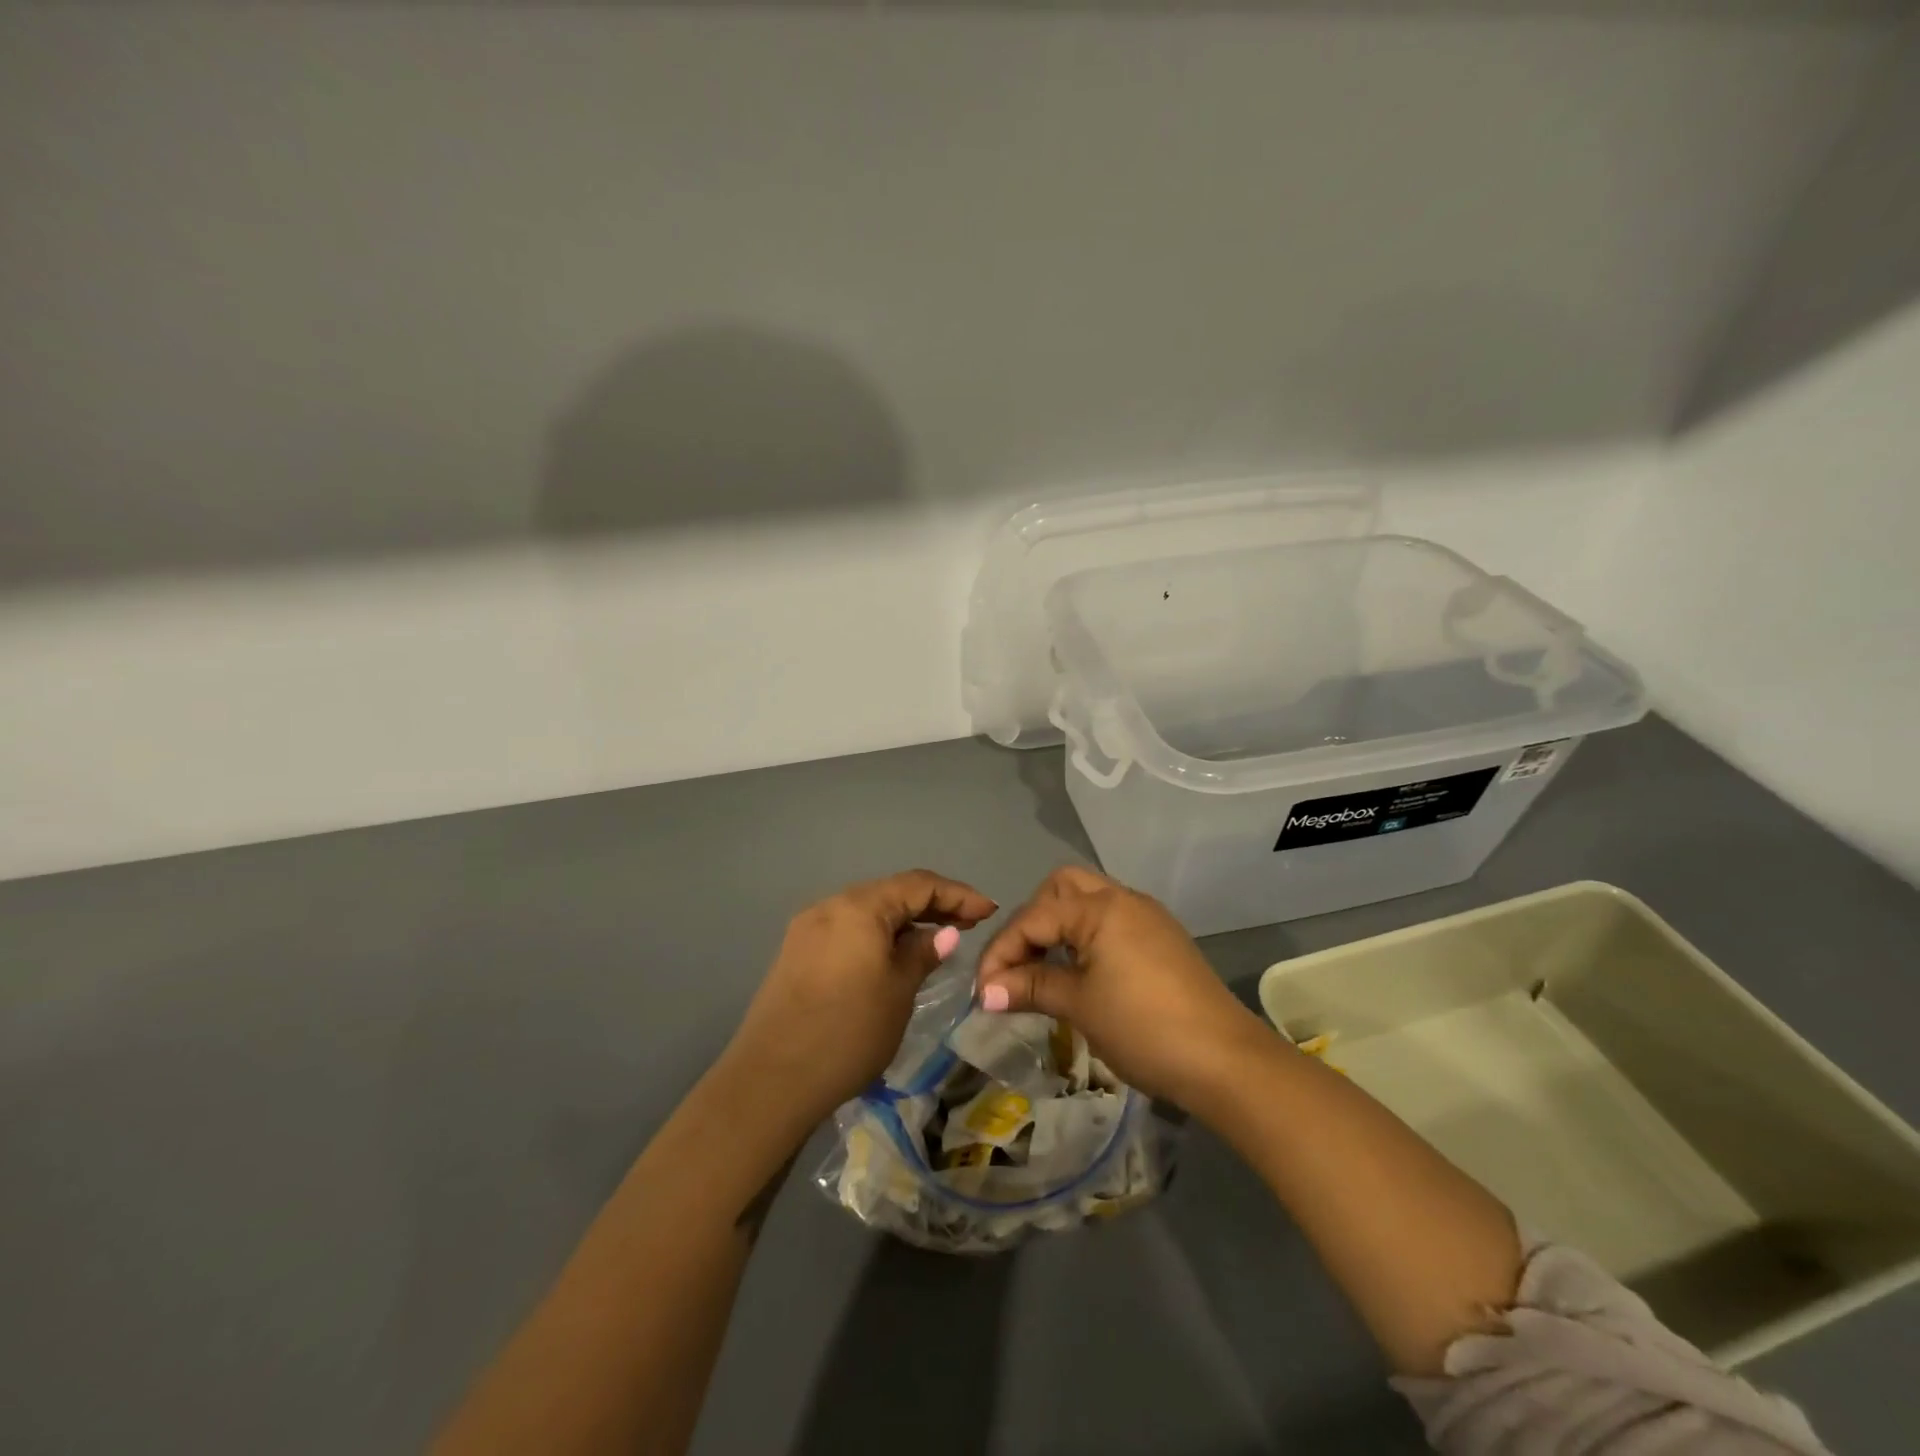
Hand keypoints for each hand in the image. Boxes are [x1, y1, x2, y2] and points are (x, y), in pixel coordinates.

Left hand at [728, 870, 997, 1123]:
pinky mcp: (797, 952)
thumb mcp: (898, 992)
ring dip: (904, 920)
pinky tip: (893, 955)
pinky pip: (848, 929)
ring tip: (936, 939)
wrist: (771, 1081)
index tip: (989, 911)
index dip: (958, 894)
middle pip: (891, 892)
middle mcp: (831, 905)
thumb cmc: (847, 1033)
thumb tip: (945, 933)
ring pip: (868, 911)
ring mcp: (809, 928)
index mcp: (859, 907)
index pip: (918, 884)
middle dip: (932, 904)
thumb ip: (923, 954)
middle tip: (968, 924)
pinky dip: (877, 935)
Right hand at [975, 865, 1270, 1107]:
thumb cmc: (1143, 1027)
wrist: (1225, 1060)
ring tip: (1042, 969)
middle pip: (1061, 888)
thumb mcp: (1079, 1006)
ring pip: (1088, 901)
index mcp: (1100, 907)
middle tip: (1018, 962)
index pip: (1033, 918)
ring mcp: (1147, 917)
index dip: (1001, 952)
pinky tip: (1079, 973)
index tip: (981, 991)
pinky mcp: (1162, 939)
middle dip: (1031, 920)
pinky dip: (1085, 937)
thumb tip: (985, 992)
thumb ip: (1030, 987)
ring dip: (1059, 927)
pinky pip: (1111, 921)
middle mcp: (1124, 899)